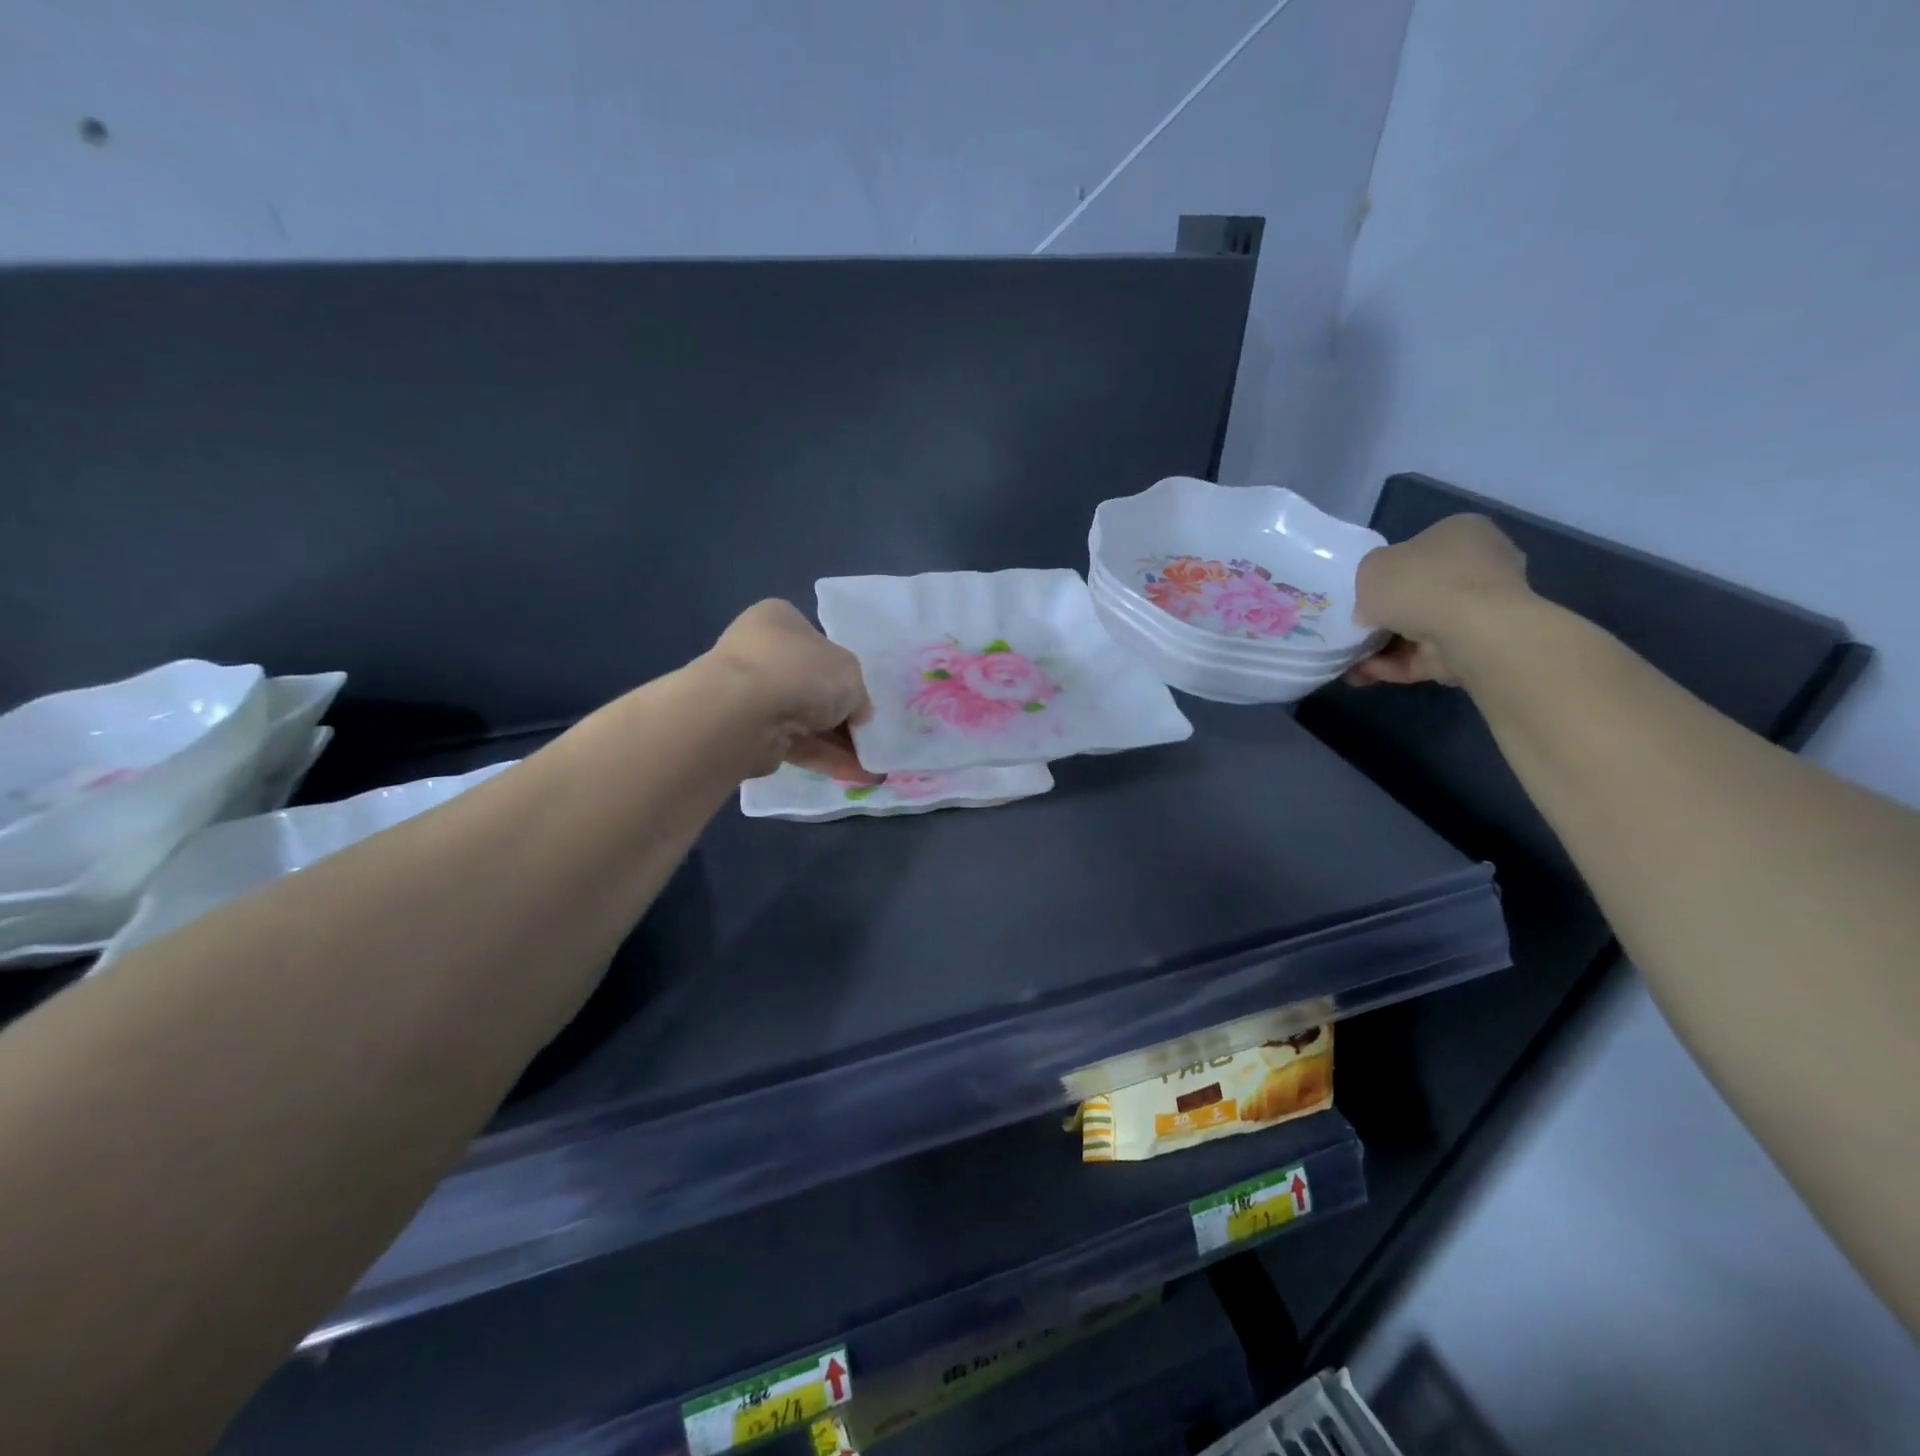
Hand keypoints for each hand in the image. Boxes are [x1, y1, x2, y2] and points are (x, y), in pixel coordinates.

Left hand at [705, 600, 877, 779]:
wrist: (744, 711)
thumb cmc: (801, 670)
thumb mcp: (850, 673)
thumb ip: (858, 694)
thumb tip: (858, 714)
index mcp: (780, 621)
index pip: (817, 644)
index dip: (843, 672)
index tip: (862, 697)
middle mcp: (761, 653)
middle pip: (812, 687)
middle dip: (843, 715)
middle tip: (871, 735)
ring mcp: (751, 695)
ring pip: (805, 720)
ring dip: (839, 743)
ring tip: (873, 765)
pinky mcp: (750, 734)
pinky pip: (795, 745)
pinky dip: (825, 758)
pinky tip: (855, 774)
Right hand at [1346, 514, 1530, 685]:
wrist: (1471, 631)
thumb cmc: (1420, 583)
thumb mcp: (1370, 567)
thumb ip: (1369, 580)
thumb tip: (1376, 603)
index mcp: (1461, 533)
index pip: (1419, 551)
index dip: (1386, 574)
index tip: (1361, 595)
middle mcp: (1480, 567)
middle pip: (1420, 594)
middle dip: (1383, 618)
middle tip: (1353, 631)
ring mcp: (1483, 610)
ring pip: (1420, 630)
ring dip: (1381, 648)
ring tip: (1348, 664)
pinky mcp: (1478, 648)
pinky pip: (1426, 656)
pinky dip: (1394, 666)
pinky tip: (1362, 676)